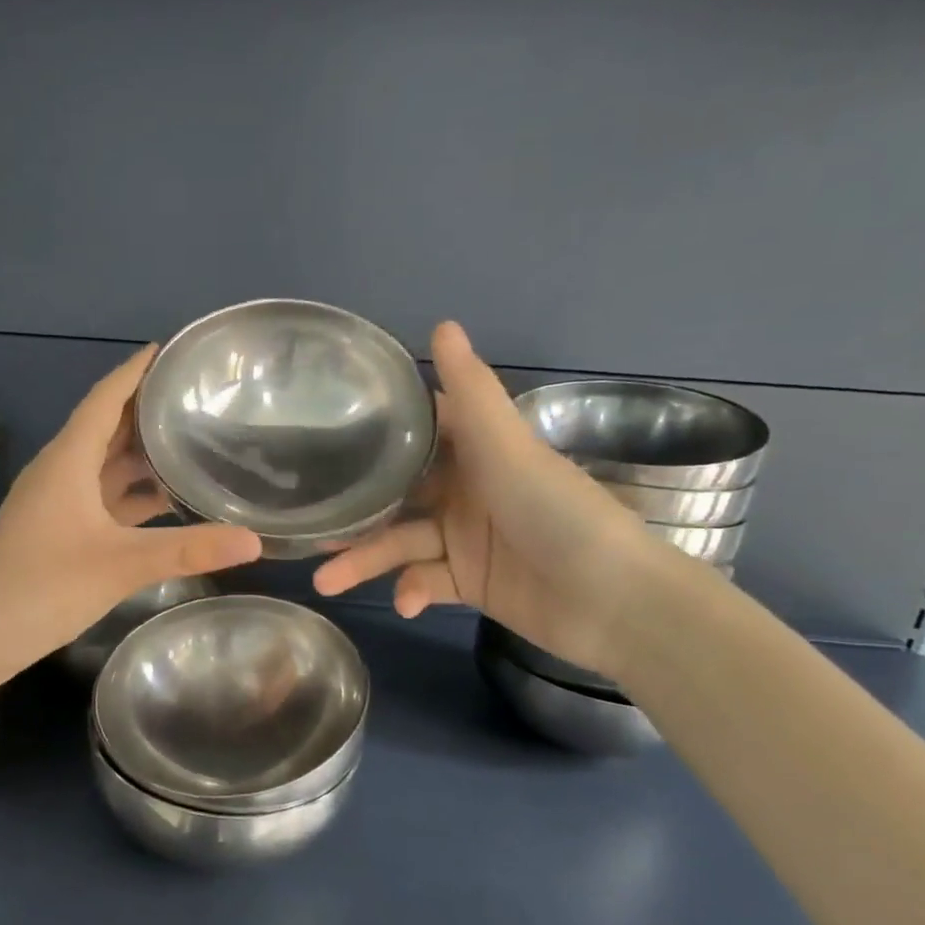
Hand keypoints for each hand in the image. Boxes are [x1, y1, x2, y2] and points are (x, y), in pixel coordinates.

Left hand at [0, 346, 262, 670]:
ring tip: (193, 438)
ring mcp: (58, 502)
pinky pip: (103, 496)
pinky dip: (134, 492)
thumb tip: (254, 541)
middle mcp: (62, 471)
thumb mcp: (120, 565)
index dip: (136, 370)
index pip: (106, 397)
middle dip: (147, 408)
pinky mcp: (60, 530)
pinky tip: (167, 499)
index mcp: (68, 460)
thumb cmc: (42, 586)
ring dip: (142, 452)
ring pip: (106, 463)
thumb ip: (188, 550)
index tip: (172, 349)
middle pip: (107, 426)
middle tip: (197, 394)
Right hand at [311, 322, 648, 674]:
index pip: (418, 431)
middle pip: (396, 495)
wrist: (614, 601)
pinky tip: (405, 602)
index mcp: (476, 452)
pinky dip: (411, 592)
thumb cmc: (556, 511)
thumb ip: (471, 392)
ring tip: (326, 581)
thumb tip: (441, 322)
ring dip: (365, 560)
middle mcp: (465, 491)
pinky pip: (425, 582)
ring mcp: (464, 539)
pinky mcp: (469, 583)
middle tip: (310, 522)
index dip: (376, 431)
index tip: (324, 432)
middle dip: (355, 510)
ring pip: (400, 543)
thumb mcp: (507, 446)